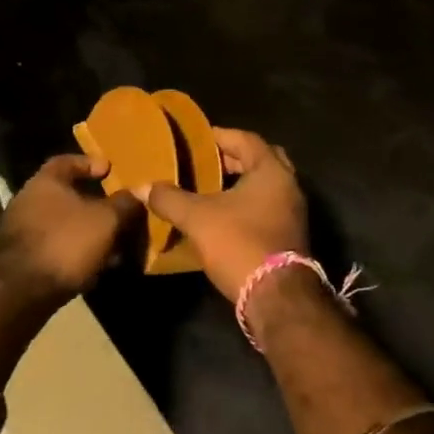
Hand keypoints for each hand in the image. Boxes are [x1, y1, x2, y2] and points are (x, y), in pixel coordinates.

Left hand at [0, 154, 138, 297]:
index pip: (67, 161)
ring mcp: (21, 232)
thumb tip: (140, 191)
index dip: (90, 163)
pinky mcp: (21, 261)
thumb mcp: (106, 220)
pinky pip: (55, 248)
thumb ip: (125, 204)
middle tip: (118, 211)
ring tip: (113, 244)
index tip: (110, 169)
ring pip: (63, 225)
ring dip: (87, 232)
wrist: (19, 293)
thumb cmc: (65, 242)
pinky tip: (94, 267)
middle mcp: (28, 201)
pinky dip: (75, 253)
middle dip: (94, 204)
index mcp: (45, 181)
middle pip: (66, 195)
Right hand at [146, 128, 308, 301]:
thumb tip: (141, 187)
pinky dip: (247, 204)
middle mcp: (288, 185)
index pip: (245, 139)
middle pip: (259, 159)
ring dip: (240, 184)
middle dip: (232, 159)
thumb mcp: (197, 218)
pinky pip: (267, 206)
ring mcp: (293, 211)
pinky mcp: (289, 234)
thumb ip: (169, 198)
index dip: (219, 136)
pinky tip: (223, 215)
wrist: (276, 296)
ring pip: (264, 186)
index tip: (196, 139)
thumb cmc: (240, 243)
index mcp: (271, 170)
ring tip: (208, 188)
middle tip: (203, 162)